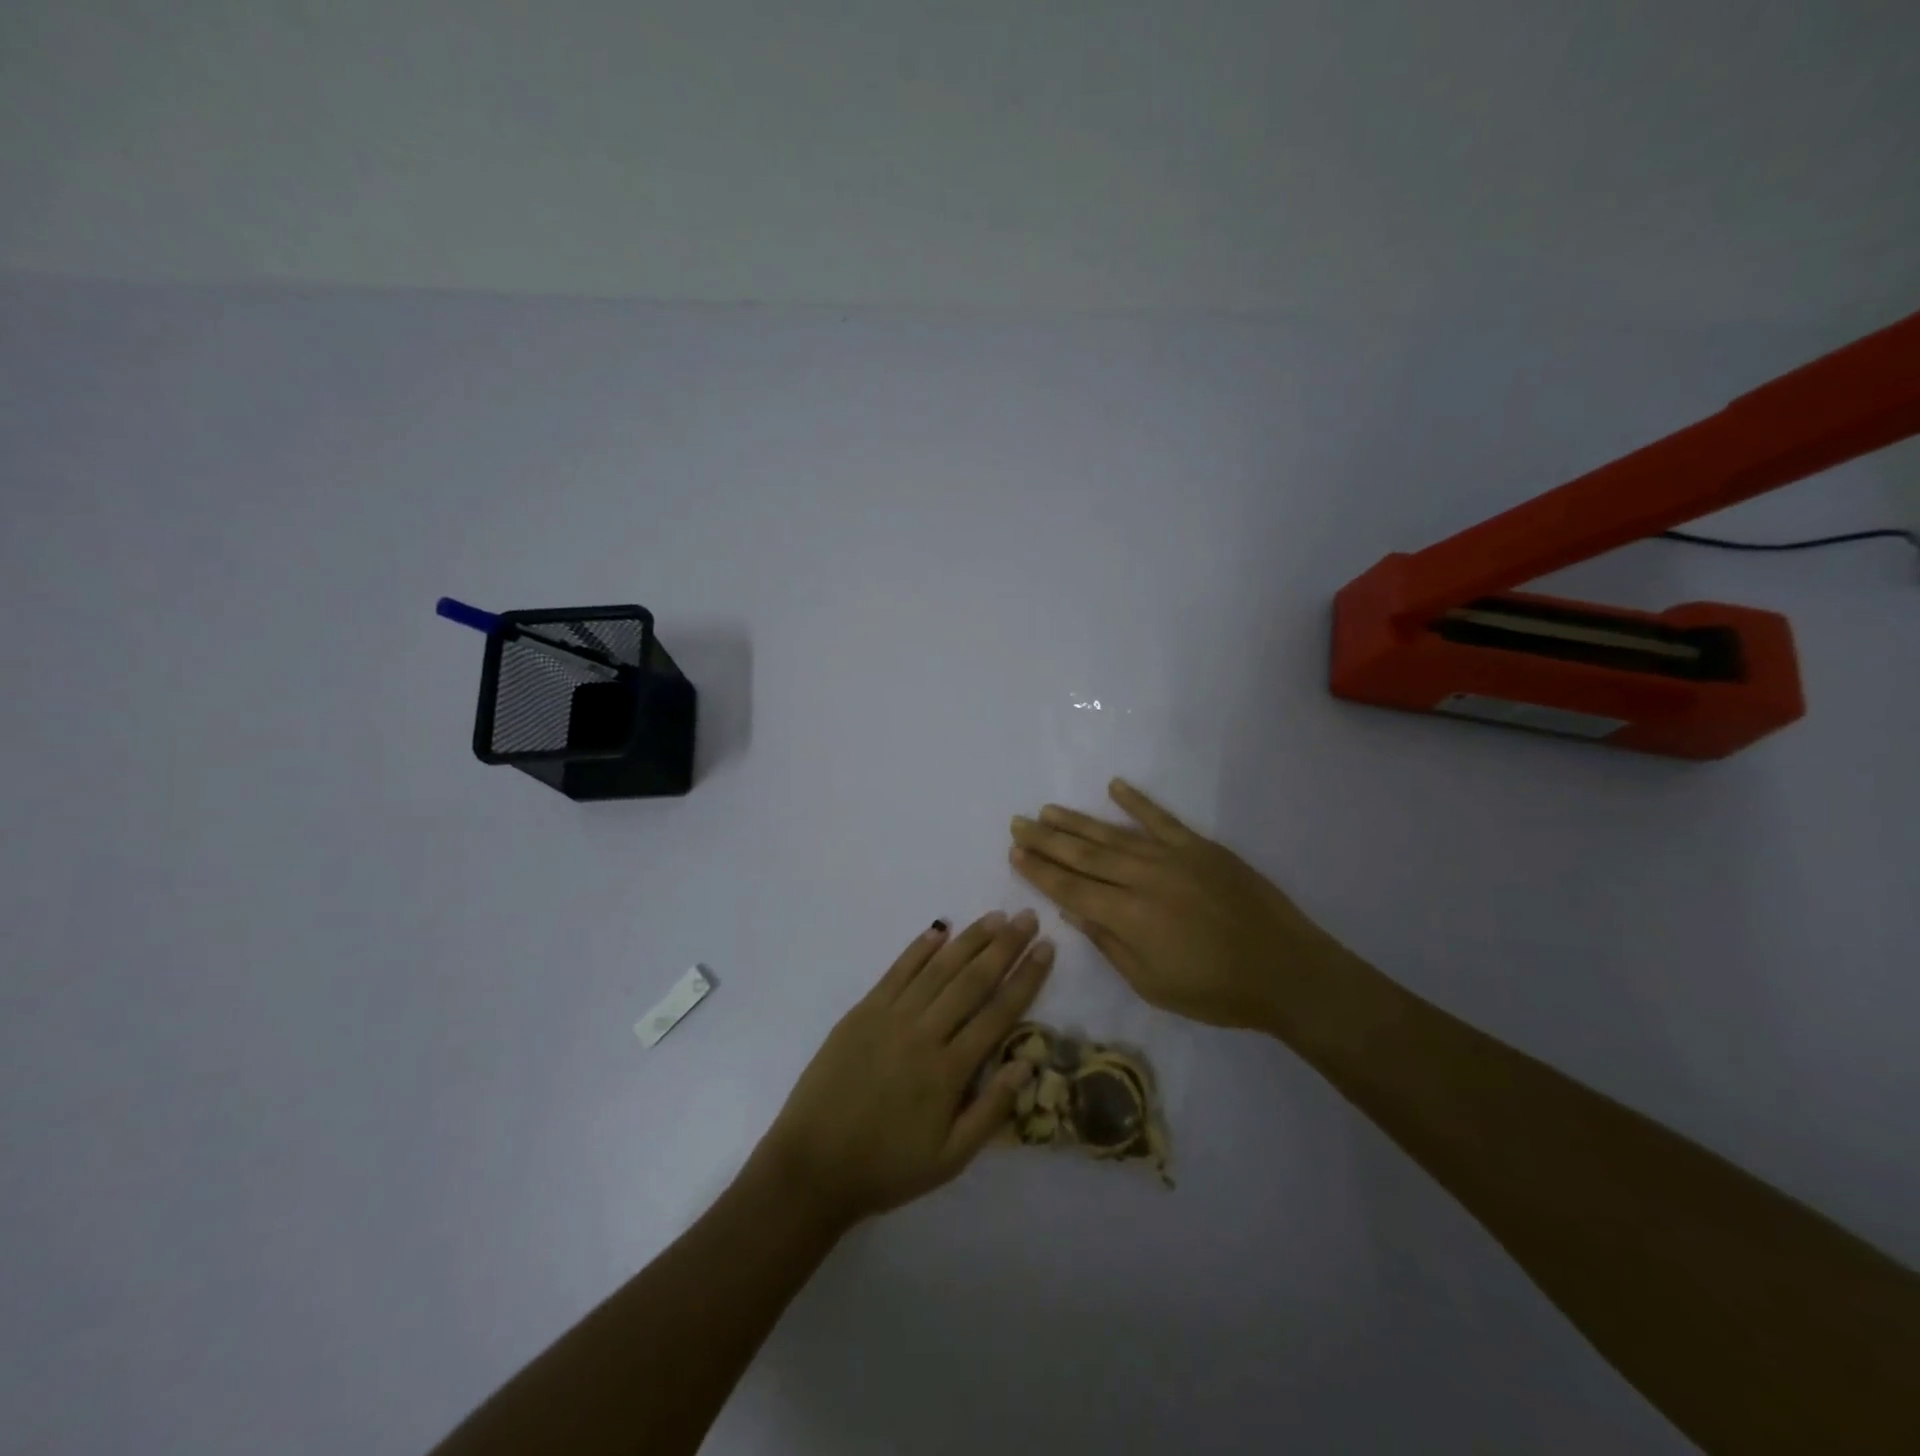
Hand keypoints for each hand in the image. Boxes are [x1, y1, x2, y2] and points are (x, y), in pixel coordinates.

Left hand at [753, 911, 1053, 1226]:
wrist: (812, 1165)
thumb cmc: (886, 1167)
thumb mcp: (949, 1159)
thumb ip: (991, 1110)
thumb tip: (1027, 1063)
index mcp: (948, 1071)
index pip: (998, 1013)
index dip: (1026, 978)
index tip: (1047, 949)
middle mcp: (923, 1033)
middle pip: (972, 980)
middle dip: (1004, 946)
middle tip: (1028, 918)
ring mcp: (889, 1017)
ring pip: (937, 968)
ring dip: (969, 940)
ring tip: (995, 917)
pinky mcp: (862, 1011)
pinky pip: (896, 972)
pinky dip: (919, 948)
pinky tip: (939, 929)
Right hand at [1009, 779, 1358, 1034]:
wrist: (1286, 970)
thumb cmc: (1216, 991)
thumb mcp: (1152, 984)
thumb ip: (1109, 944)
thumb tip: (1071, 911)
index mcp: (1128, 916)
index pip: (1070, 888)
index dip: (1039, 871)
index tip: (1014, 853)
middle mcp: (1142, 878)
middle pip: (1083, 855)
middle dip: (1046, 839)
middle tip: (1017, 823)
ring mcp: (1172, 857)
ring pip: (1112, 834)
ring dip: (1077, 821)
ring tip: (1047, 810)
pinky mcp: (1199, 846)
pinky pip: (1160, 818)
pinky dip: (1136, 801)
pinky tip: (1114, 786)